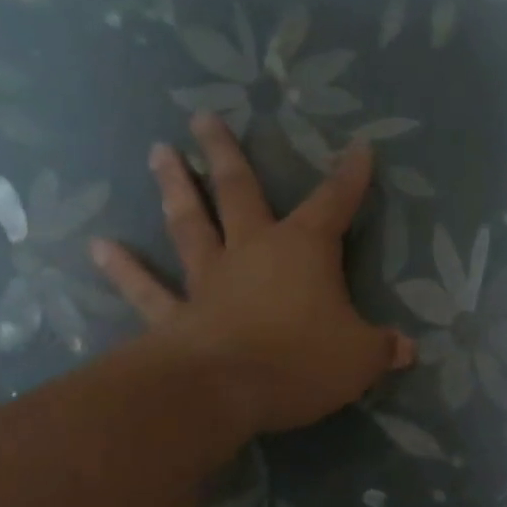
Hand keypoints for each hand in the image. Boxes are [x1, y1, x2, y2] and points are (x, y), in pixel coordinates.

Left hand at [90, 114, 414, 433]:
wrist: (222, 389)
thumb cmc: (301, 360)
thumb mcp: (360, 357)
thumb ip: (382, 348)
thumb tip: (407, 349)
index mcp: (304, 249)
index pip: (335, 203)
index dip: (351, 176)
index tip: (359, 147)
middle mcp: (252, 251)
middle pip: (239, 192)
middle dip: (225, 153)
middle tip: (203, 116)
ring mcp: (208, 279)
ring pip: (190, 224)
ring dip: (174, 188)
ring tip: (159, 152)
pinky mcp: (175, 314)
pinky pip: (147, 289)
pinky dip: (124, 269)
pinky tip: (99, 246)